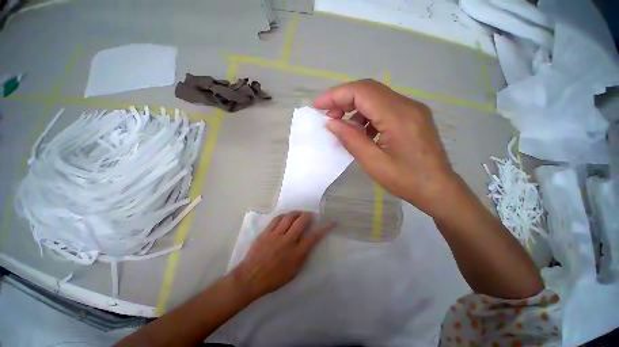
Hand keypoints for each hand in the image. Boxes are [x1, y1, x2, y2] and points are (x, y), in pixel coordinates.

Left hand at [234, 212, 334, 299]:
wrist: (250, 278)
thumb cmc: (274, 278)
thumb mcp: (294, 272)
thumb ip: (302, 255)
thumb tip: (308, 242)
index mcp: (296, 253)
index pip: (314, 237)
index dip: (324, 228)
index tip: (331, 222)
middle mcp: (288, 241)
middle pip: (302, 221)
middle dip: (308, 215)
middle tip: (310, 216)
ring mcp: (276, 235)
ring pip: (289, 217)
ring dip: (297, 213)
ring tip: (299, 214)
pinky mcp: (266, 232)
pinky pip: (277, 219)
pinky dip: (284, 216)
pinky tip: (286, 217)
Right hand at [314, 79, 457, 217]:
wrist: (438, 189)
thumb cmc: (406, 180)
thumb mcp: (373, 163)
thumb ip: (351, 139)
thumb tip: (332, 123)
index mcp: (398, 116)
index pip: (362, 92)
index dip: (336, 95)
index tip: (318, 105)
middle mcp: (407, 105)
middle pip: (368, 89)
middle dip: (343, 99)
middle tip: (328, 116)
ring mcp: (412, 109)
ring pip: (376, 97)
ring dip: (355, 107)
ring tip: (343, 126)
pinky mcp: (412, 116)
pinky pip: (384, 107)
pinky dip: (367, 114)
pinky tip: (362, 131)